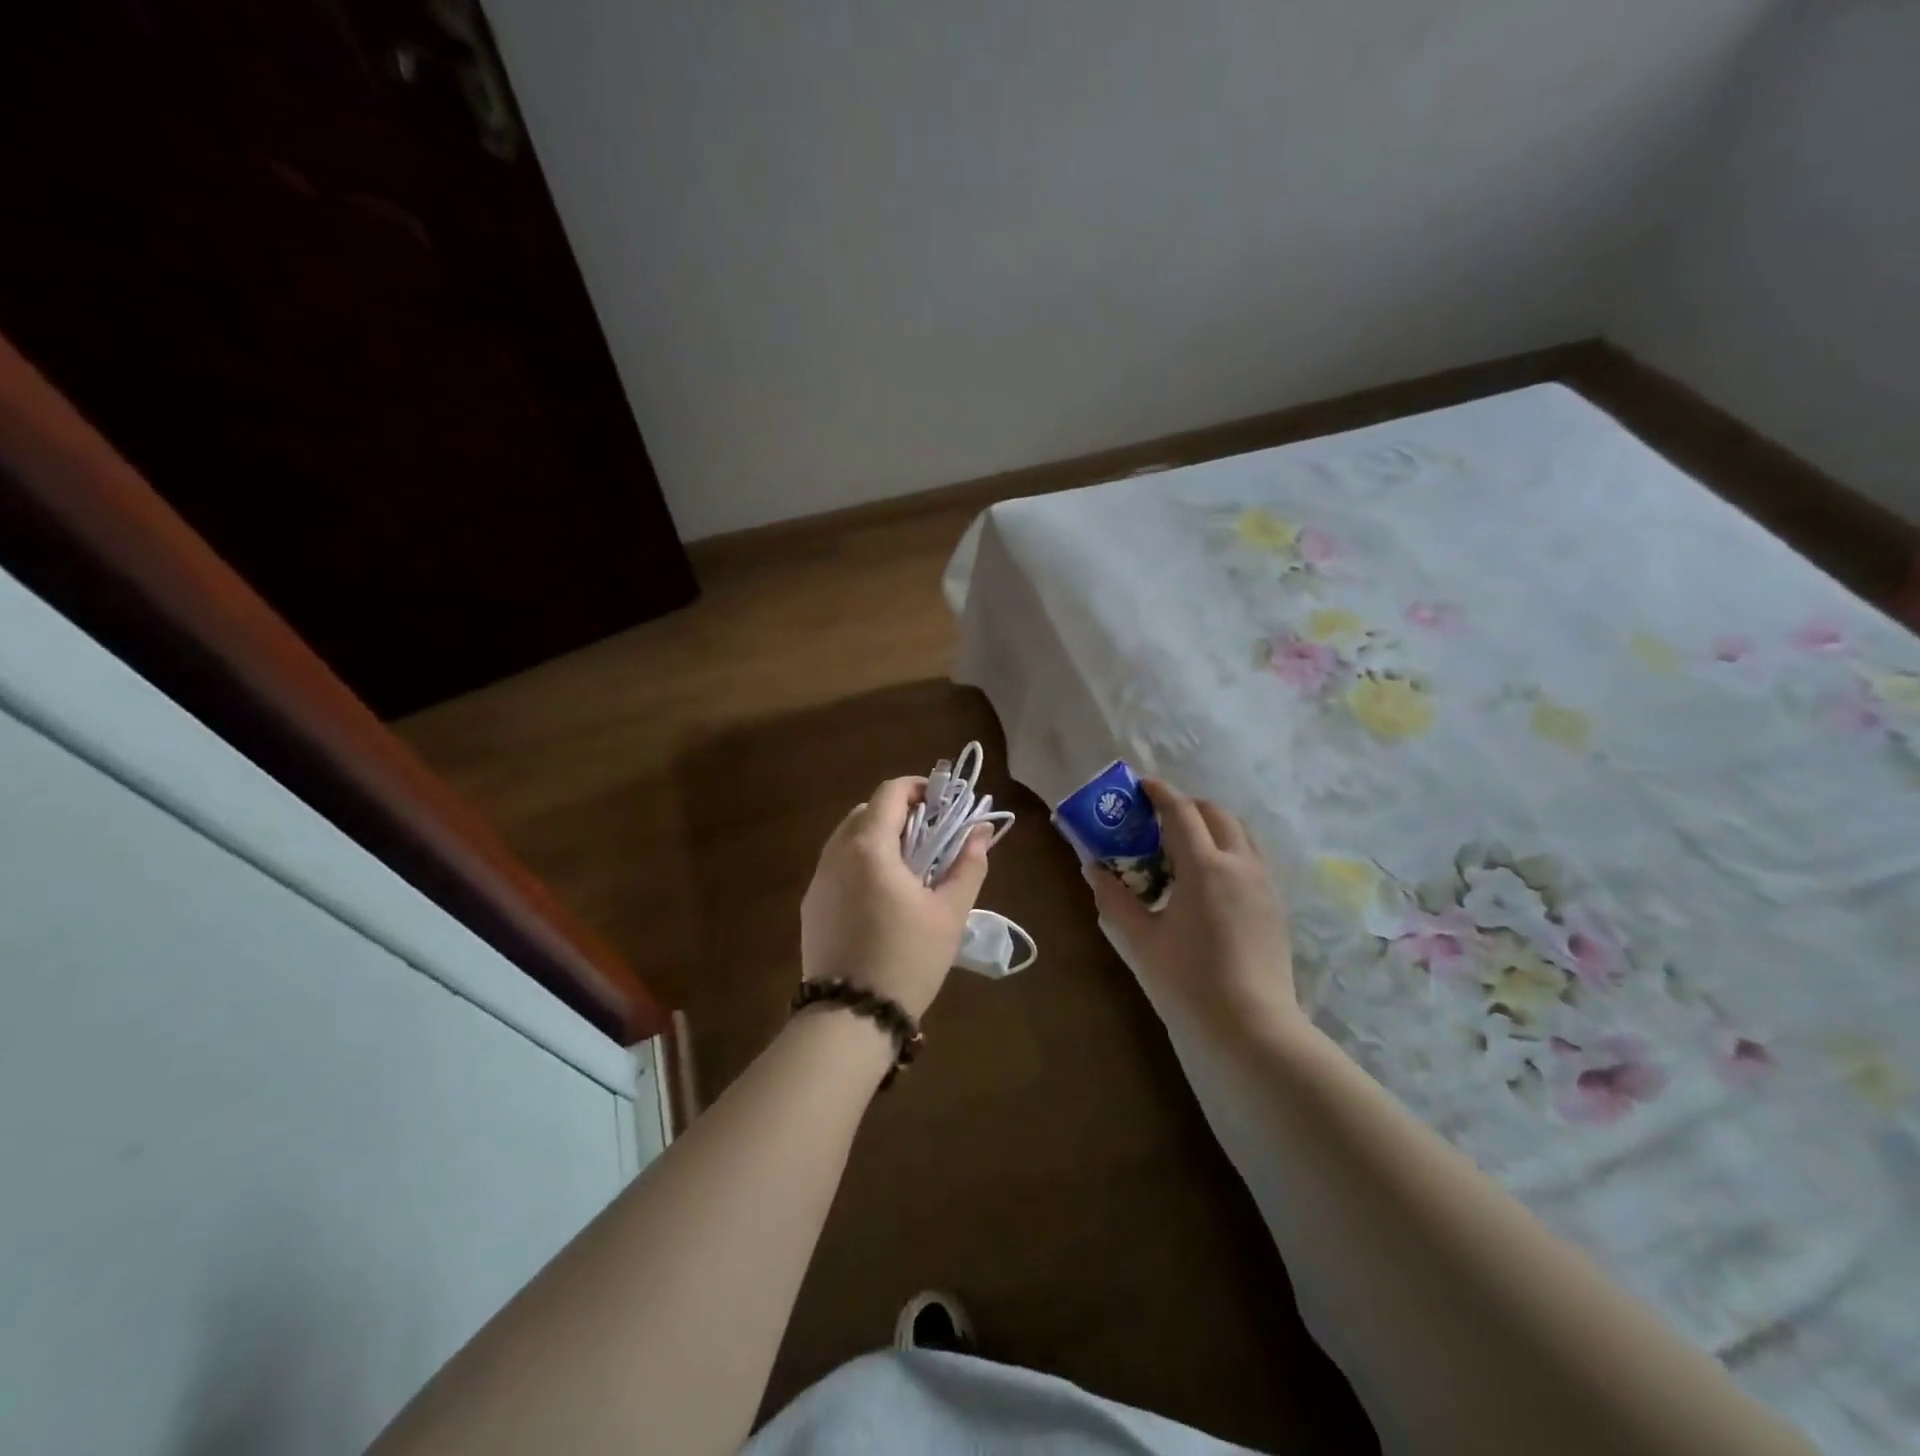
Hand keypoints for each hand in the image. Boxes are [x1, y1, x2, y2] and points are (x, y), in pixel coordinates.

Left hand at [801, 776, 991, 1018]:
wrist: (851, 1017)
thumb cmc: (908, 958)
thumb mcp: (950, 912)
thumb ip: (968, 864)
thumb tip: (982, 831)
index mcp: (869, 847)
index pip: (890, 793)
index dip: (919, 788)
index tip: (944, 804)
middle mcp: (836, 854)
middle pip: (866, 812)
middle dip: (900, 813)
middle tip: (931, 837)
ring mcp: (818, 880)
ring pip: (848, 838)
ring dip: (878, 837)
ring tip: (909, 867)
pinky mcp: (811, 905)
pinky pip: (837, 866)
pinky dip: (861, 862)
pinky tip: (882, 896)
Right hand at [1084, 779, 1300, 1034]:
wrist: (1252, 1028)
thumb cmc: (1188, 983)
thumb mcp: (1140, 941)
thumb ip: (1114, 899)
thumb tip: (1093, 870)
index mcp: (1204, 867)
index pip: (1181, 812)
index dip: (1159, 793)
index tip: (1140, 785)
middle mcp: (1240, 864)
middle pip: (1215, 813)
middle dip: (1186, 806)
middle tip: (1157, 819)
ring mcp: (1263, 883)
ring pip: (1239, 833)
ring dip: (1211, 825)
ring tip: (1184, 846)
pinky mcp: (1275, 904)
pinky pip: (1251, 857)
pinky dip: (1228, 848)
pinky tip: (1209, 879)